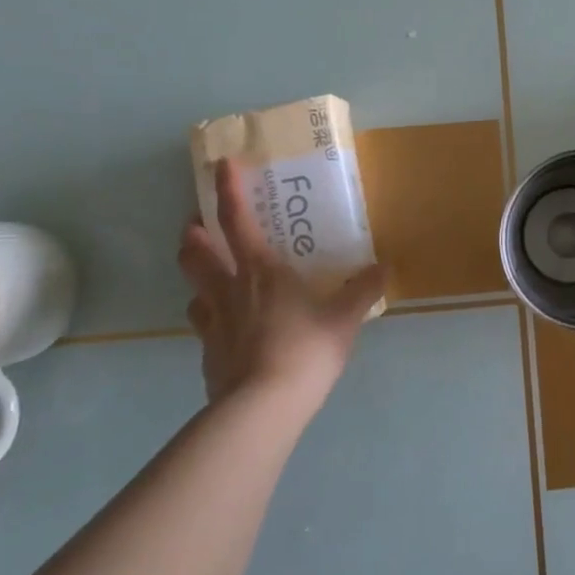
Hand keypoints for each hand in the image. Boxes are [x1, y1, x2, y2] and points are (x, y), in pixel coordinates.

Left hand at [178, 160, 386, 409]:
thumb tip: (383, 267)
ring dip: (198, 276)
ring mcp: (213, 324)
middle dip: (194, 233)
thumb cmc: (305, 350)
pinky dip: (211, 318)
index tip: (220, 165)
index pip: (236, 220)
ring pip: (192, 288)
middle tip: (200, 226)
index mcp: (261, 271)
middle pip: (195, 252)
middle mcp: (229, 290)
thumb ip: (363, 290)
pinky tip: (227, 329)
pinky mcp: (207, 355)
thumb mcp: (344, 319)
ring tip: (213, 278)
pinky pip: (204, 326)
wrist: (262, 408)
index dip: (227, 190)